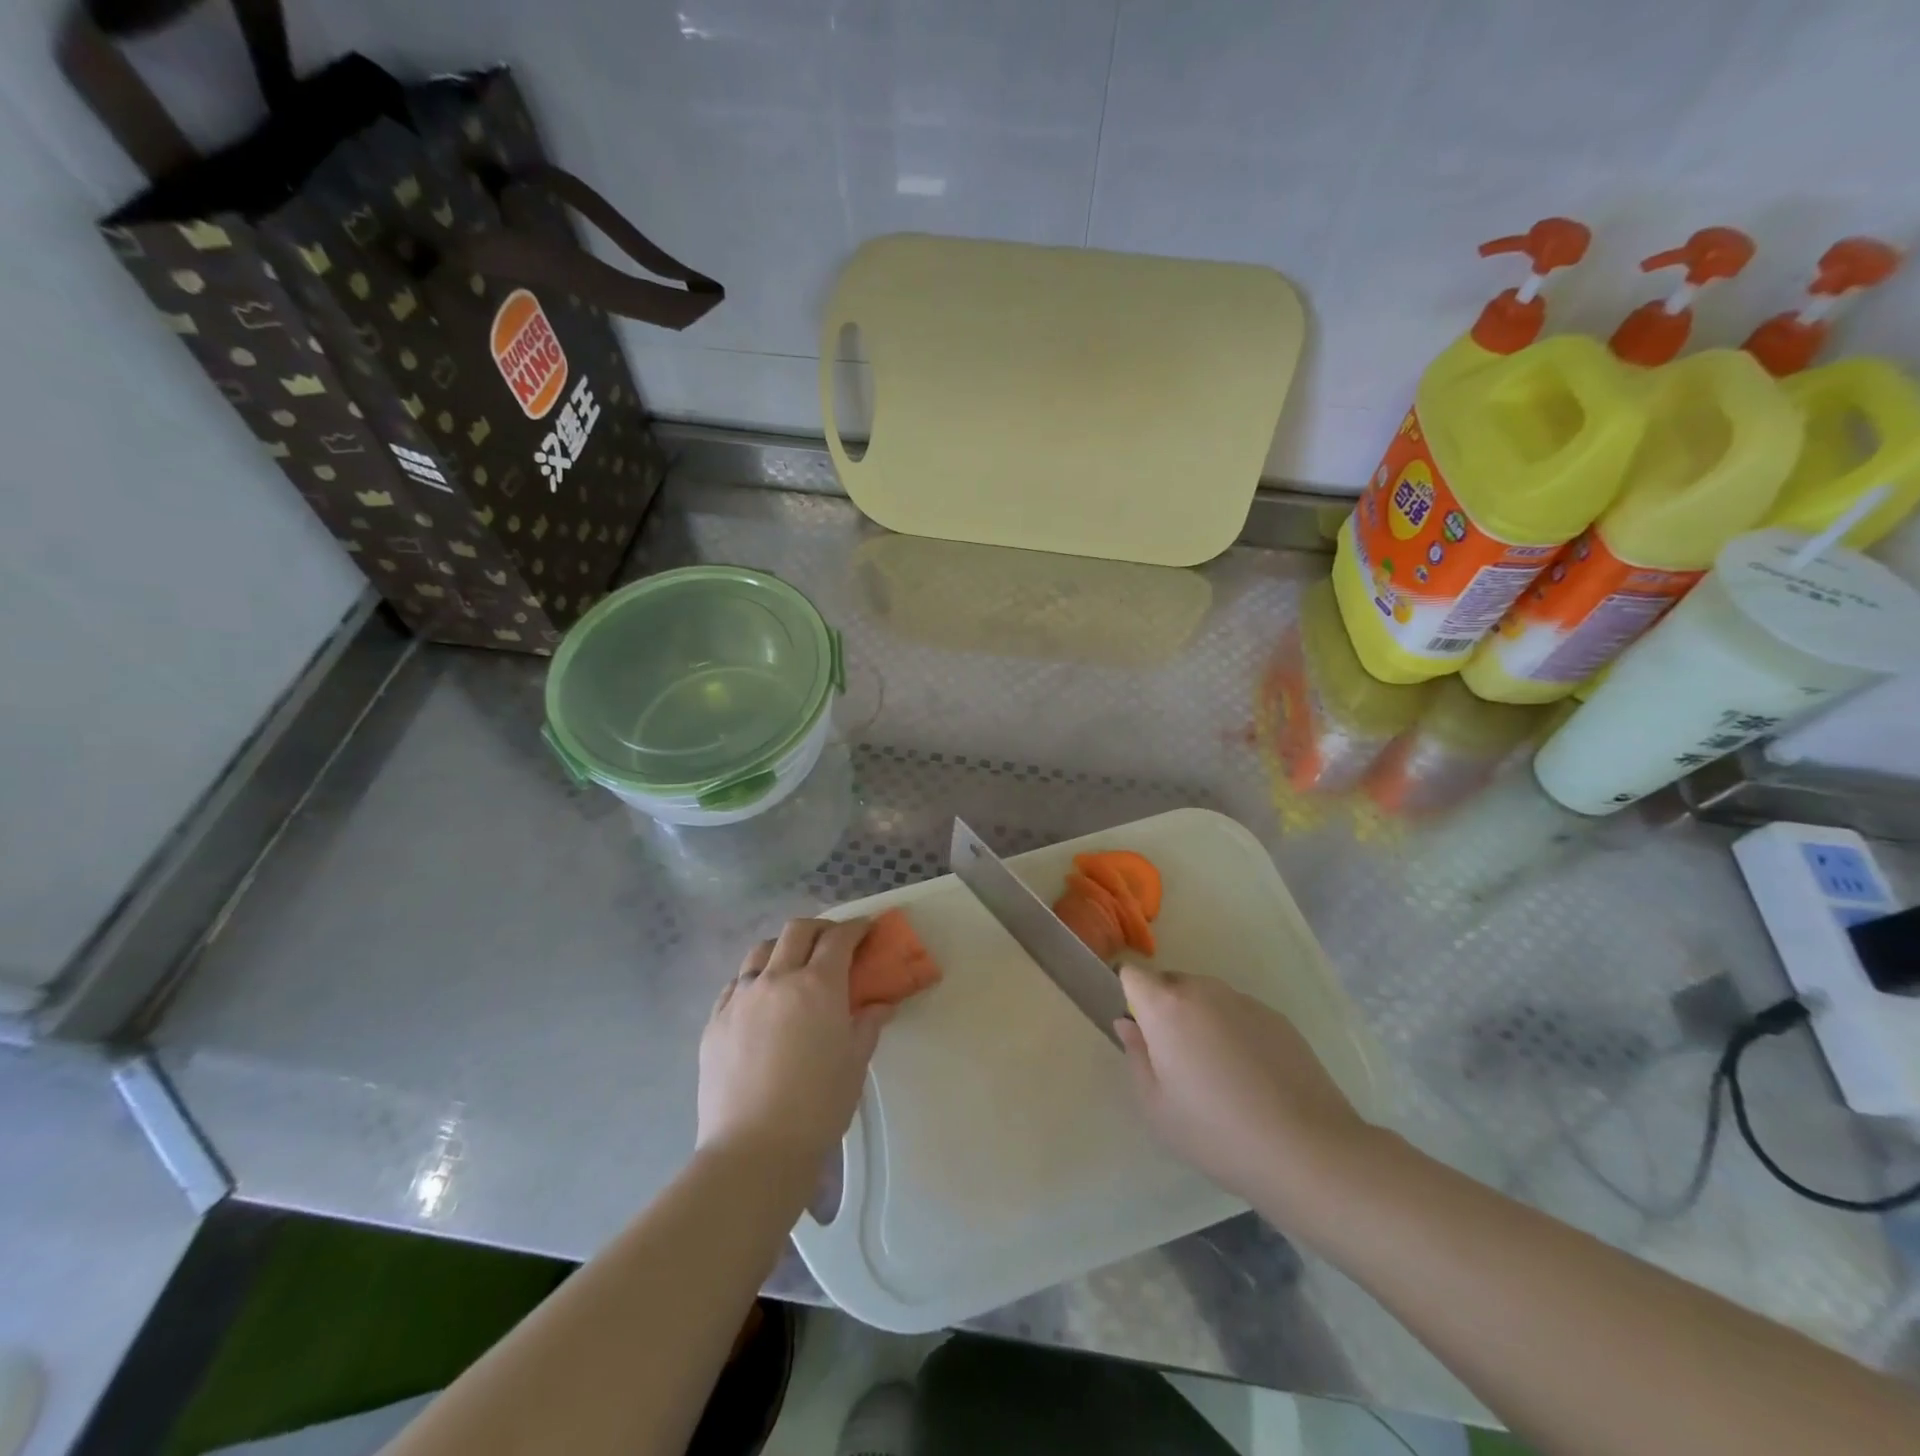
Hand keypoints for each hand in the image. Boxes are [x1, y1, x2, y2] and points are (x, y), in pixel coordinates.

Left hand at [697, 919, 889, 1174]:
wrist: (754, 1151)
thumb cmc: (817, 1107)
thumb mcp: (854, 1063)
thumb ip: (868, 1025)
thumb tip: (880, 1005)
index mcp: (817, 985)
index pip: (838, 939)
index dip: (855, 928)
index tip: (866, 930)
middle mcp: (777, 979)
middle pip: (797, 931)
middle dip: (819, 928)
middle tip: (833, 943)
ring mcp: (740, 998)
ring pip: (760, 951)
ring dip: (782, 948)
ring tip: (792, 967)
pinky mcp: (715, 1021)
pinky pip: (736, 985)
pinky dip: (754, 980)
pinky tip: (761, 1002)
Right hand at [1115, 964, 1370, 1208]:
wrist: (1307, 1150)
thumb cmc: (1216, 1132)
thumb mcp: (1157, 1107)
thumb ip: (1136, 1056)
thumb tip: (1128, 1024)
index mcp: (1166, 1007)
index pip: (1133, 975)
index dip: (1130, 997)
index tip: (1139, 1031)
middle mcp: (1203, 990)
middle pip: (1171, 983)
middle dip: (1165, 1010)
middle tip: (1176, 1060)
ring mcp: (1244, 1001)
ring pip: (1207, 998)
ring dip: (1201, 1020)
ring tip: (1218, 1073)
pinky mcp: (1278, 1018)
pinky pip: (1239, 1014)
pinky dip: (1235, 1033)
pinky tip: (1252, 1079)